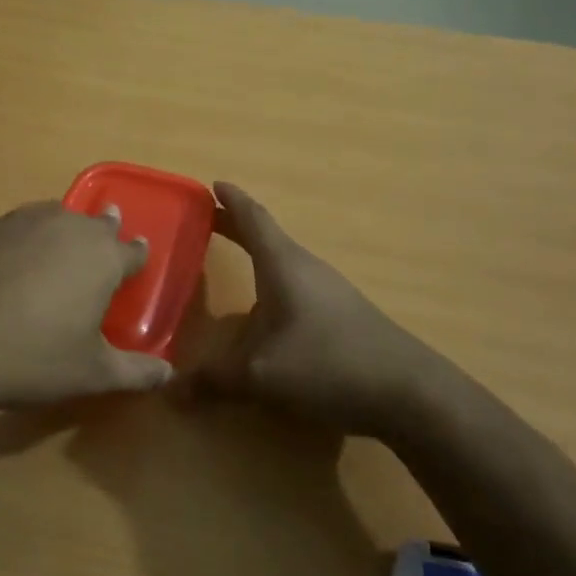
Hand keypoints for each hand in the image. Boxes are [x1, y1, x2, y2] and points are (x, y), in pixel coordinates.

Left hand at [0, 200, 171, 412]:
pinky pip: (17, 225)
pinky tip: (12, 256)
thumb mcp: (90, 373)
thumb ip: (135, 371)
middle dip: (104, 229)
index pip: (131, 250)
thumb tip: (169, 373)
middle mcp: (67, 228)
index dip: (137, 253)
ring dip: (64, 225)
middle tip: (106, 231)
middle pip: (95, 223)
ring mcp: (22, 222)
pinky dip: (24, 235)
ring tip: (62, 237)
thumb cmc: (32, 358)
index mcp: (102, 258)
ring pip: (55, 215)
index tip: (139, 251)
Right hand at [196, 182, 440, 437]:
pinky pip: (296, 286)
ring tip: (231, 262)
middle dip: (236, 227)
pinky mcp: (341, 315)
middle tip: (207, 221)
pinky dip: (272, 283)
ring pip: (283, 263)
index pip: (253, 220)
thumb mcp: (261, 374)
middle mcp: (306, 268)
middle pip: (266, 237)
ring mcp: (328, 291)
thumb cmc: (327, 363)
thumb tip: (167, 391)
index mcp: (284, 264)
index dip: (231, 201)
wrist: (408, 391)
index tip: (213, 183)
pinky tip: (266, 312)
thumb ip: (214, 379)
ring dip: (256, 256)